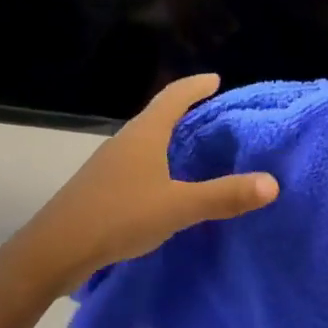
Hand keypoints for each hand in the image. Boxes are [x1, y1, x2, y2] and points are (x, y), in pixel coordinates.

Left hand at [12, 74, 278, 294]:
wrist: (56, 248)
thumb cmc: (120, 216)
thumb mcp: (178, 207)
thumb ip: (223, 196)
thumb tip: (272, 182)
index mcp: (145, 134)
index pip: (174, 97)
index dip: (196, 86)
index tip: (215, 79)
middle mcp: (126, 139)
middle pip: (158, 113)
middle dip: (184, 108)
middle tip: (211, 111)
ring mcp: (109, 161)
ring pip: (145, 137)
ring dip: (168, 134)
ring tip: (191, 144)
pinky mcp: (100, 184)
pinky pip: (136, 159)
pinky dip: (156, 158)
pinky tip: (162, 181)